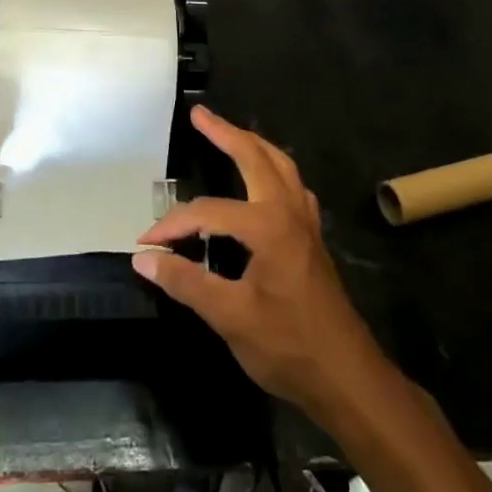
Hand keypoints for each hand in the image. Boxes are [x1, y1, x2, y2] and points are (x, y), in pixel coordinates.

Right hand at [134, 106, 385, 415]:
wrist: (347, 377)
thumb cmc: (289, 346)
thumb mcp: (230, 317)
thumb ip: (186, 281)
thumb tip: (143, 257)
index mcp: (268, 226)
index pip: (208, 212)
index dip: (173, 225)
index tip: (145, 244)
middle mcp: (289, 212)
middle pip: (256, 157)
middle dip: (225, 133)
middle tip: (199, 114)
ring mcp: (305, 223)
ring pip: (281, 166)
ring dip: (253, 145)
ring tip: (230, 133)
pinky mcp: (312, 238)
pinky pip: (292, 186)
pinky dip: (274, 170)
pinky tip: (264, 180)